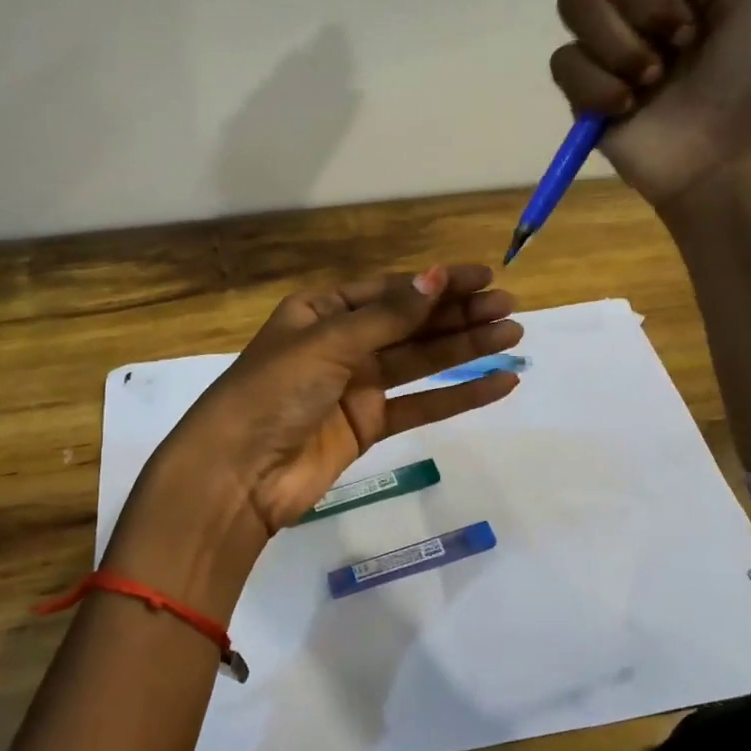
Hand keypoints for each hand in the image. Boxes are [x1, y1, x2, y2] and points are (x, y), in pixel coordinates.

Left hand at [104, 266, 520, 614]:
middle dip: (459, 314)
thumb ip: (388, 316)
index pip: (390, 290)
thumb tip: (435, 276)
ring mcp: (356, 386)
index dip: (437, 283)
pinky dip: (457, 396)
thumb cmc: (273, 392)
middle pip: (410, 324)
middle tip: (510, 308)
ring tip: (513, 335)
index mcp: (321, 311)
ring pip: (420, 362)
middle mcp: (341, 343)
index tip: (484, 278)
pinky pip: (419, 405)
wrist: (237, 475)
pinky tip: (497, 384)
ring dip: (465, 348)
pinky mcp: (368, 426)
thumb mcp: (328, 343)